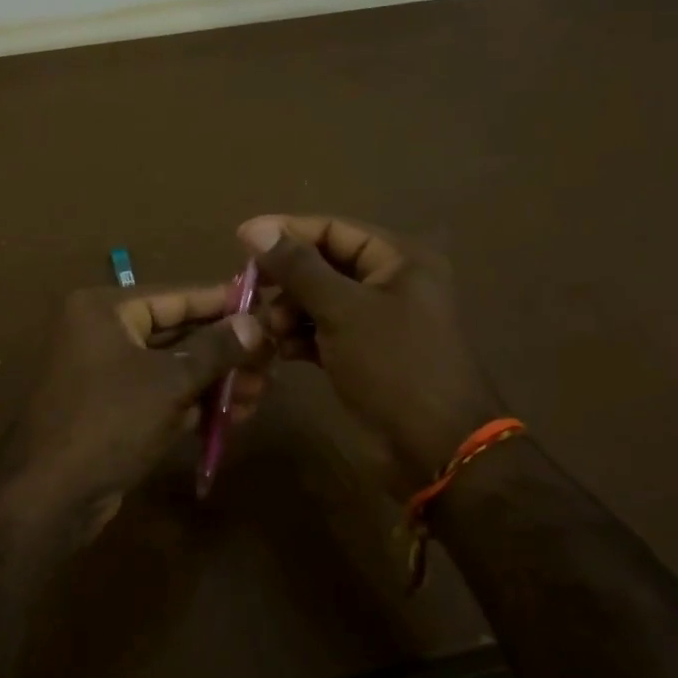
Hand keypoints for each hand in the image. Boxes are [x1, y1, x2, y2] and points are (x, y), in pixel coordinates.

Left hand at [0, 284, 267, 549]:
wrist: (49, 496)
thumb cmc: (109, 420)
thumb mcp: (169, 381)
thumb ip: (215, 349)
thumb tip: (255, 323)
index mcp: (105, 309)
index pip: (176, 295)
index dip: (222, 301)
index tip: (266, 304)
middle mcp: (103, 333)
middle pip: (177, 332)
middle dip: (225, 349)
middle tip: (273, 359)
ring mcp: (107, 374)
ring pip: (173, 367)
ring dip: (217, 380)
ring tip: (263, 391)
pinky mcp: (114, 410)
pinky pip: (163, 395)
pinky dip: (196, 403)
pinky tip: (237, 414)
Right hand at [238, 215, 504, 488]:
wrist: (436, 449)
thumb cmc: (394, 366)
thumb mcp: (342, 310)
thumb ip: (298, 267)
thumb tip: (255, 228)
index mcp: (399, 258)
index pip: (333, 229)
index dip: (286, 232)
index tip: (240, 243)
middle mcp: (390, 282)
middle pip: (324, 264)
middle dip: (286, 280)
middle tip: (249, 293)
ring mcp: (377, 320)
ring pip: (319, 300)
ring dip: (289, 311)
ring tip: (268, 331)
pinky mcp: (364, 353)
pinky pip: (324, 332)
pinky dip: (300, 337)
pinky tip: (279, 350)